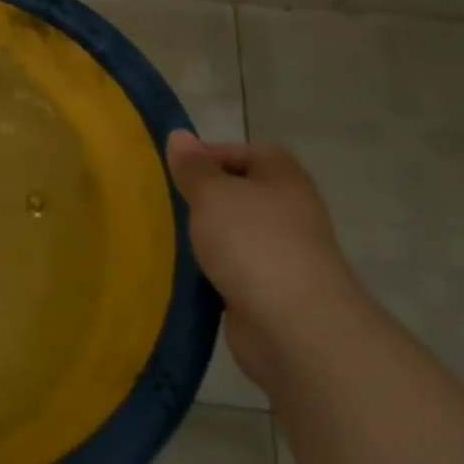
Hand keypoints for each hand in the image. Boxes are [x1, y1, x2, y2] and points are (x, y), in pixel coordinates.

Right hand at [166, 132, 362, 389]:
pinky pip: (234, 271)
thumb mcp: (212, 193)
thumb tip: (179, 135)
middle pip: (242, 194)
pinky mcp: (271, 293)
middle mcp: (290, 214)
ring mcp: (283, 256)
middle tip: (167, 199)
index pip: (249, 151)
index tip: (177, 168)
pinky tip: (184, 271)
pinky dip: (212, 271)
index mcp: (284, 180)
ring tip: (167, 234)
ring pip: (236, 234)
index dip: (213, 154)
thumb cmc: (254, 242)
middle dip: (206, 197)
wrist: (296, 328)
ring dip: (207, 236)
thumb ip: (193, 167)